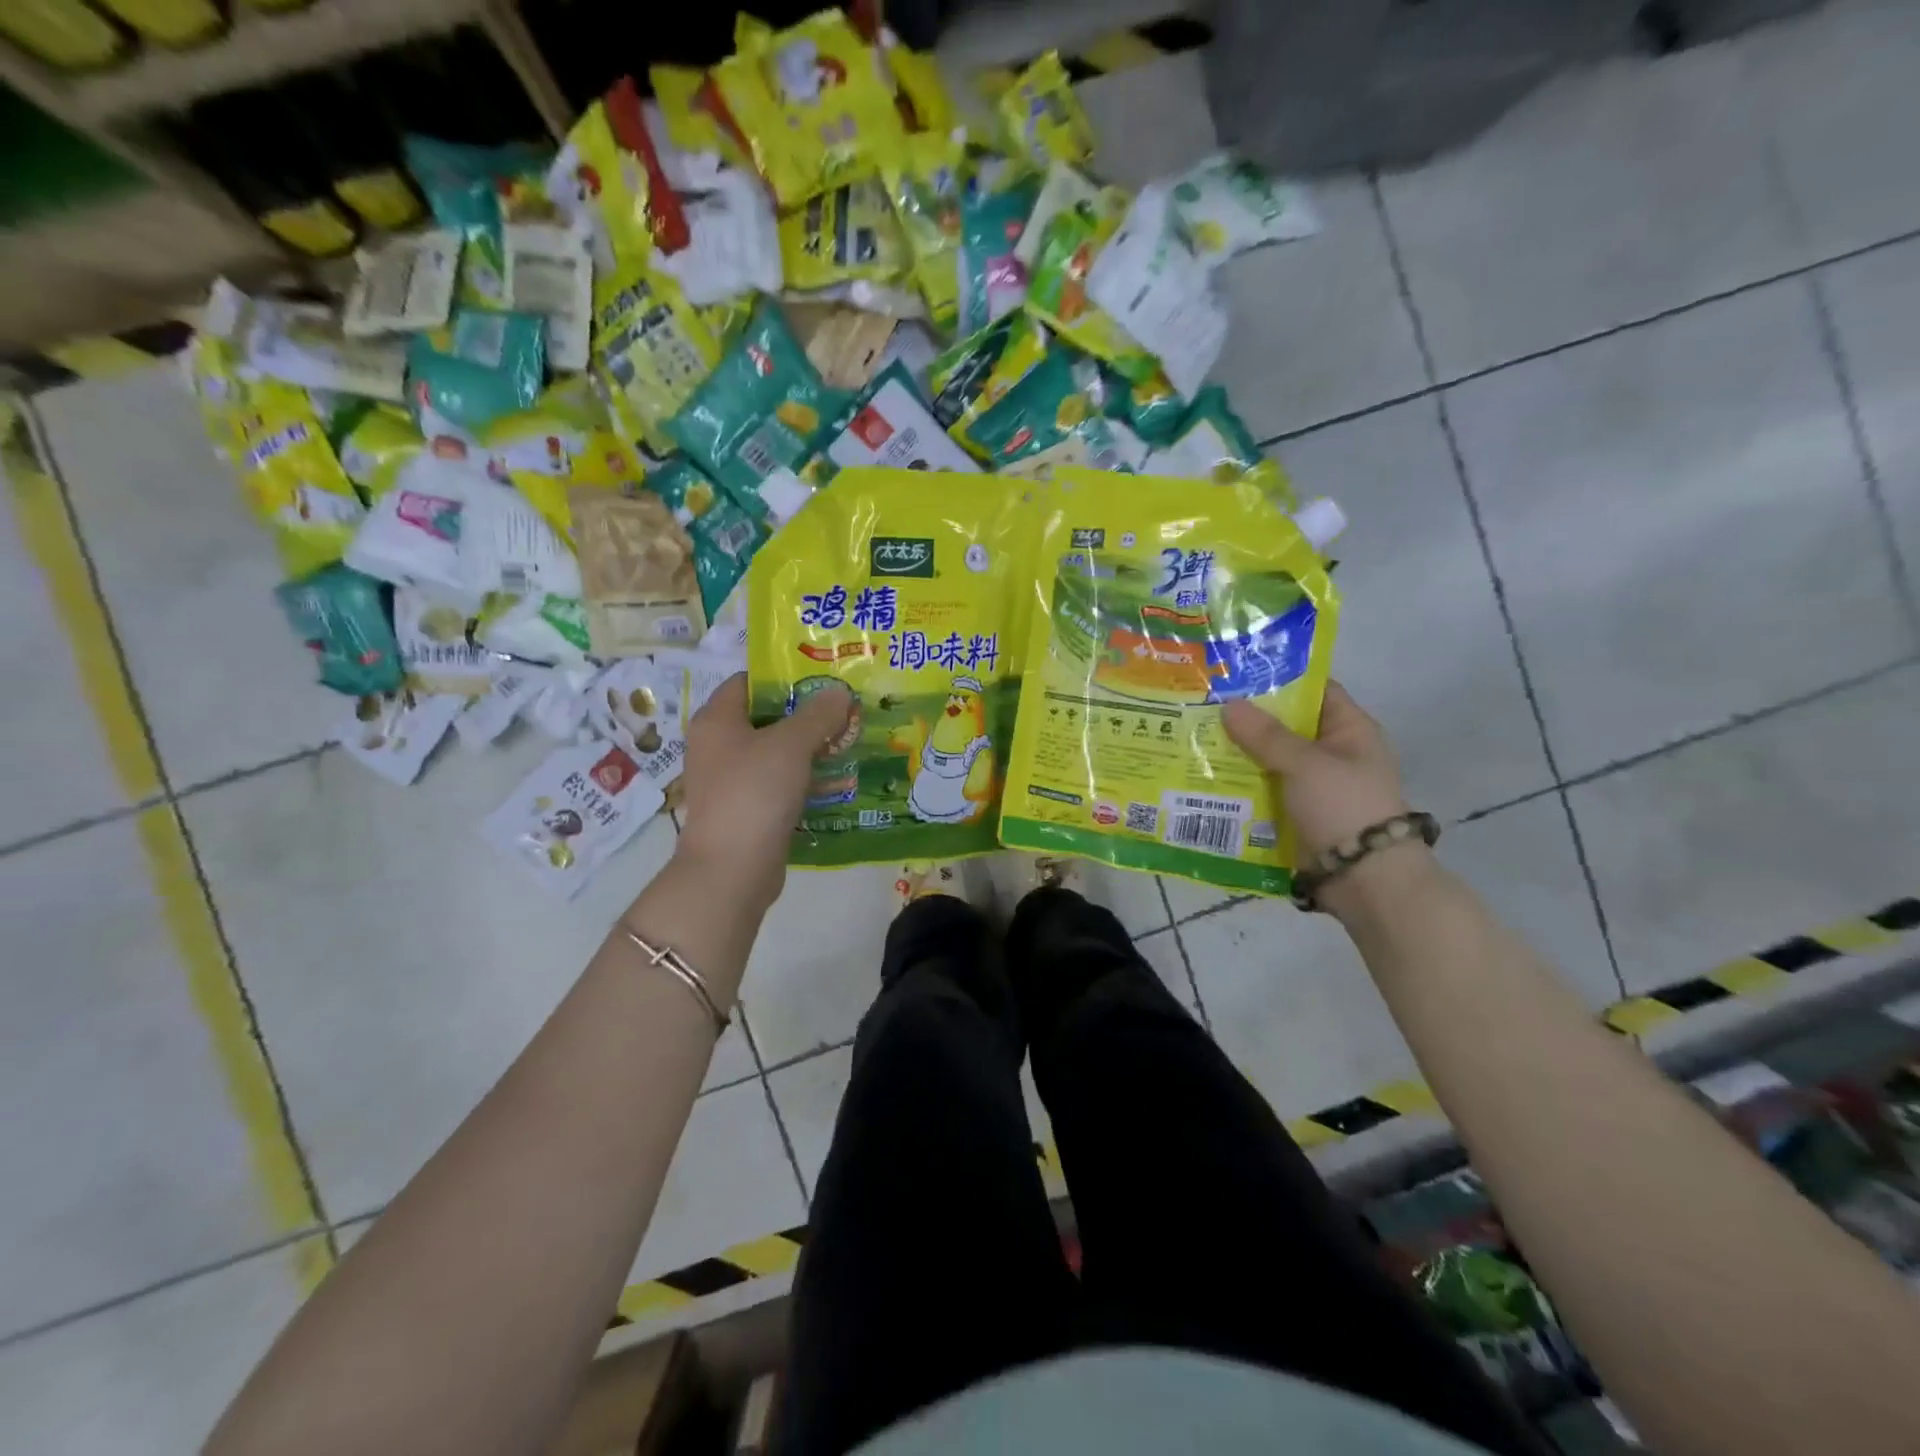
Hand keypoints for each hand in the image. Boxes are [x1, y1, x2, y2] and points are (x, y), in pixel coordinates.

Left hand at [675, 674, 851, 912]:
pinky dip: (804, 780)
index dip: (783, 676)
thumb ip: (818, 714)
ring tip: (849, 741)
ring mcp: (730, 780)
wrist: (732, 869)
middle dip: (805, 714)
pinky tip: (837, 781)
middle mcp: (717, 746)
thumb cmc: (754, 792)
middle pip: (765, 717)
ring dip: (809, 748)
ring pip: (774, 753)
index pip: (748, 682)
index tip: (822, 678)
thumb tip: (839, 692)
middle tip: (844, 709)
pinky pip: (778, 784)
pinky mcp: (746, 810)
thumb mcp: (791, 744)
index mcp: (717, 720)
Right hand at [1221, 682, 1410, 863]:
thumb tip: (1228, 705)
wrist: (1364, 878)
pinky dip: (1240, 783)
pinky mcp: (1296, 812)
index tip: (1236, 673)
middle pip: (1285, 725)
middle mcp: (1332, 752)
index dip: (1279, 678)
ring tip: (1195, 737)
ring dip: (1239, 752)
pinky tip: (1206, 775)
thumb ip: (1266, 735)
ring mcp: (1313, 784)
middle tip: (1202, 704)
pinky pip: (1264, 788)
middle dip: (1247, 718)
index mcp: (1349, 730)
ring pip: (1269, 758)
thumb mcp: (1305, 764)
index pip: (1314, 689)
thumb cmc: (1343, 807)